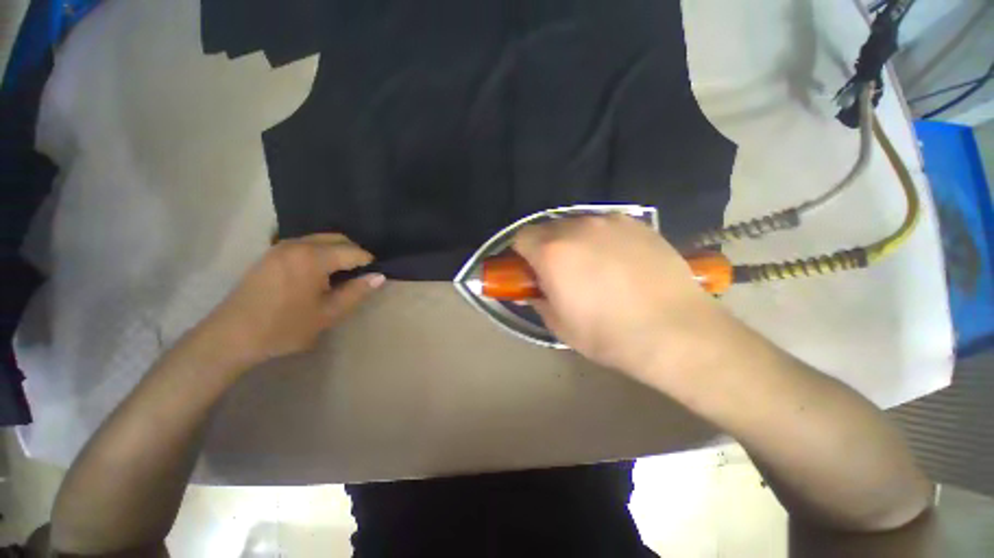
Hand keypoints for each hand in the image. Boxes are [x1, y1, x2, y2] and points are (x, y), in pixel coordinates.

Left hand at [202, 233, 384, 368]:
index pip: (354, 251)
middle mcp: (298, 244)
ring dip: (337, 252)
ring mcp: (281, 246)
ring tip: (342, 275)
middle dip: (354, 253)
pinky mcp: (271, 253)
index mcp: (313, 257)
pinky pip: (306, 244)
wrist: (231, 336)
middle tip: (360, 275)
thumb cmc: (284, 327)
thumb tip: (380, 276)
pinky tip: (320, 272)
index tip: (374, 277)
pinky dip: (321, 252)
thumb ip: (356, 292)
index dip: (369, 263)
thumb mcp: (328, 313)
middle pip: (338, 238)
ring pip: (321, 239)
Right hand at [513, 215, 723, 380]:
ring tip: (593, 267)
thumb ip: (538, 300)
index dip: (522, 255)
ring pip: (577, 224)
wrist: (676, 332)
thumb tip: (532, 289)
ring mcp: (611, 221)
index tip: (531, 271)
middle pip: (547, 228)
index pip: (521, 237)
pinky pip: (606, 226)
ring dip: (574, 242)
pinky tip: (619, 262)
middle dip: (546, 247)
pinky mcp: (638, 224)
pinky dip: (602, 239)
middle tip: (561, 272)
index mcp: (552, 251)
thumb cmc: (608, 334)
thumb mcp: (559, 325)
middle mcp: (578, 227)